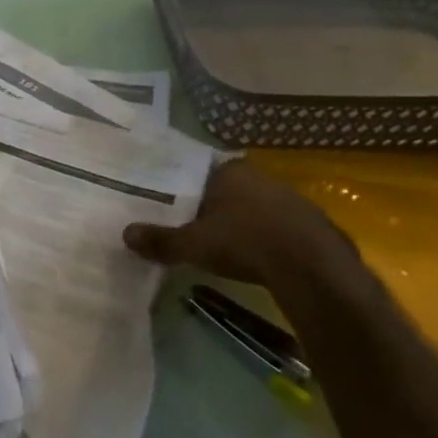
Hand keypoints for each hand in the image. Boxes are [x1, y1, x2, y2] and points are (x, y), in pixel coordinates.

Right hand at [122, 157, 351, 283]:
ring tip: (220, 243)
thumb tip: (125, 234)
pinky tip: (255, 256)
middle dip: (210, 207)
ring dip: (238, 222)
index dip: (184, 189)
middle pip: (226, 189)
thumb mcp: (193, 244)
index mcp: (229, 171)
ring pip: (252, 206)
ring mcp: (289, 197)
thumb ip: (160, 239)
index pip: (198, 172)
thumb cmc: (244, 242)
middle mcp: (260, 176)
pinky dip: (263, 237)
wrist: (311, 266)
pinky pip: (276, 225)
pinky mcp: (311, 222)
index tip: (171, 204)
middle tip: (190, 225)